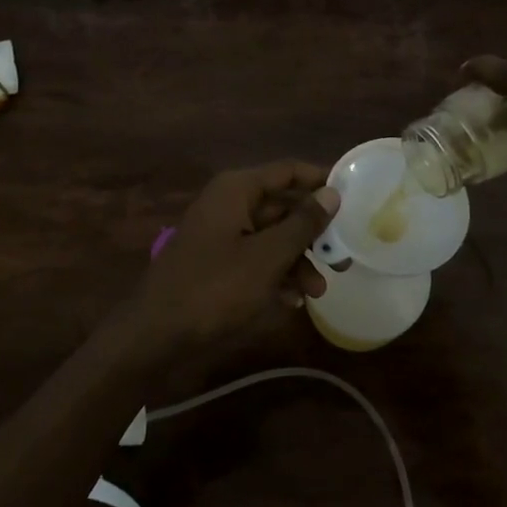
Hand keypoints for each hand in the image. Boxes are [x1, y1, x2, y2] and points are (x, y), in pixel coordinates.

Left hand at [125, 161, 340, 355]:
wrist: (155, 335)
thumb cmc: (214, 288)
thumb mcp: (267, 257)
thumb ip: (302, 224)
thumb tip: (332, 194)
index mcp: (236, 190)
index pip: (287, 171)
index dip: (319, 180)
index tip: (352, 196)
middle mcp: (228, 203)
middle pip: (281, 207)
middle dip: (312, 233)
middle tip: (343, 257)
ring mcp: (219, 234)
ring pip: (270, 237)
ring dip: (296, 261)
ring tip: (318, 292)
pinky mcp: (215, 263)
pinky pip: (254, 259)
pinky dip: (274, 275)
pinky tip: (291, 302)